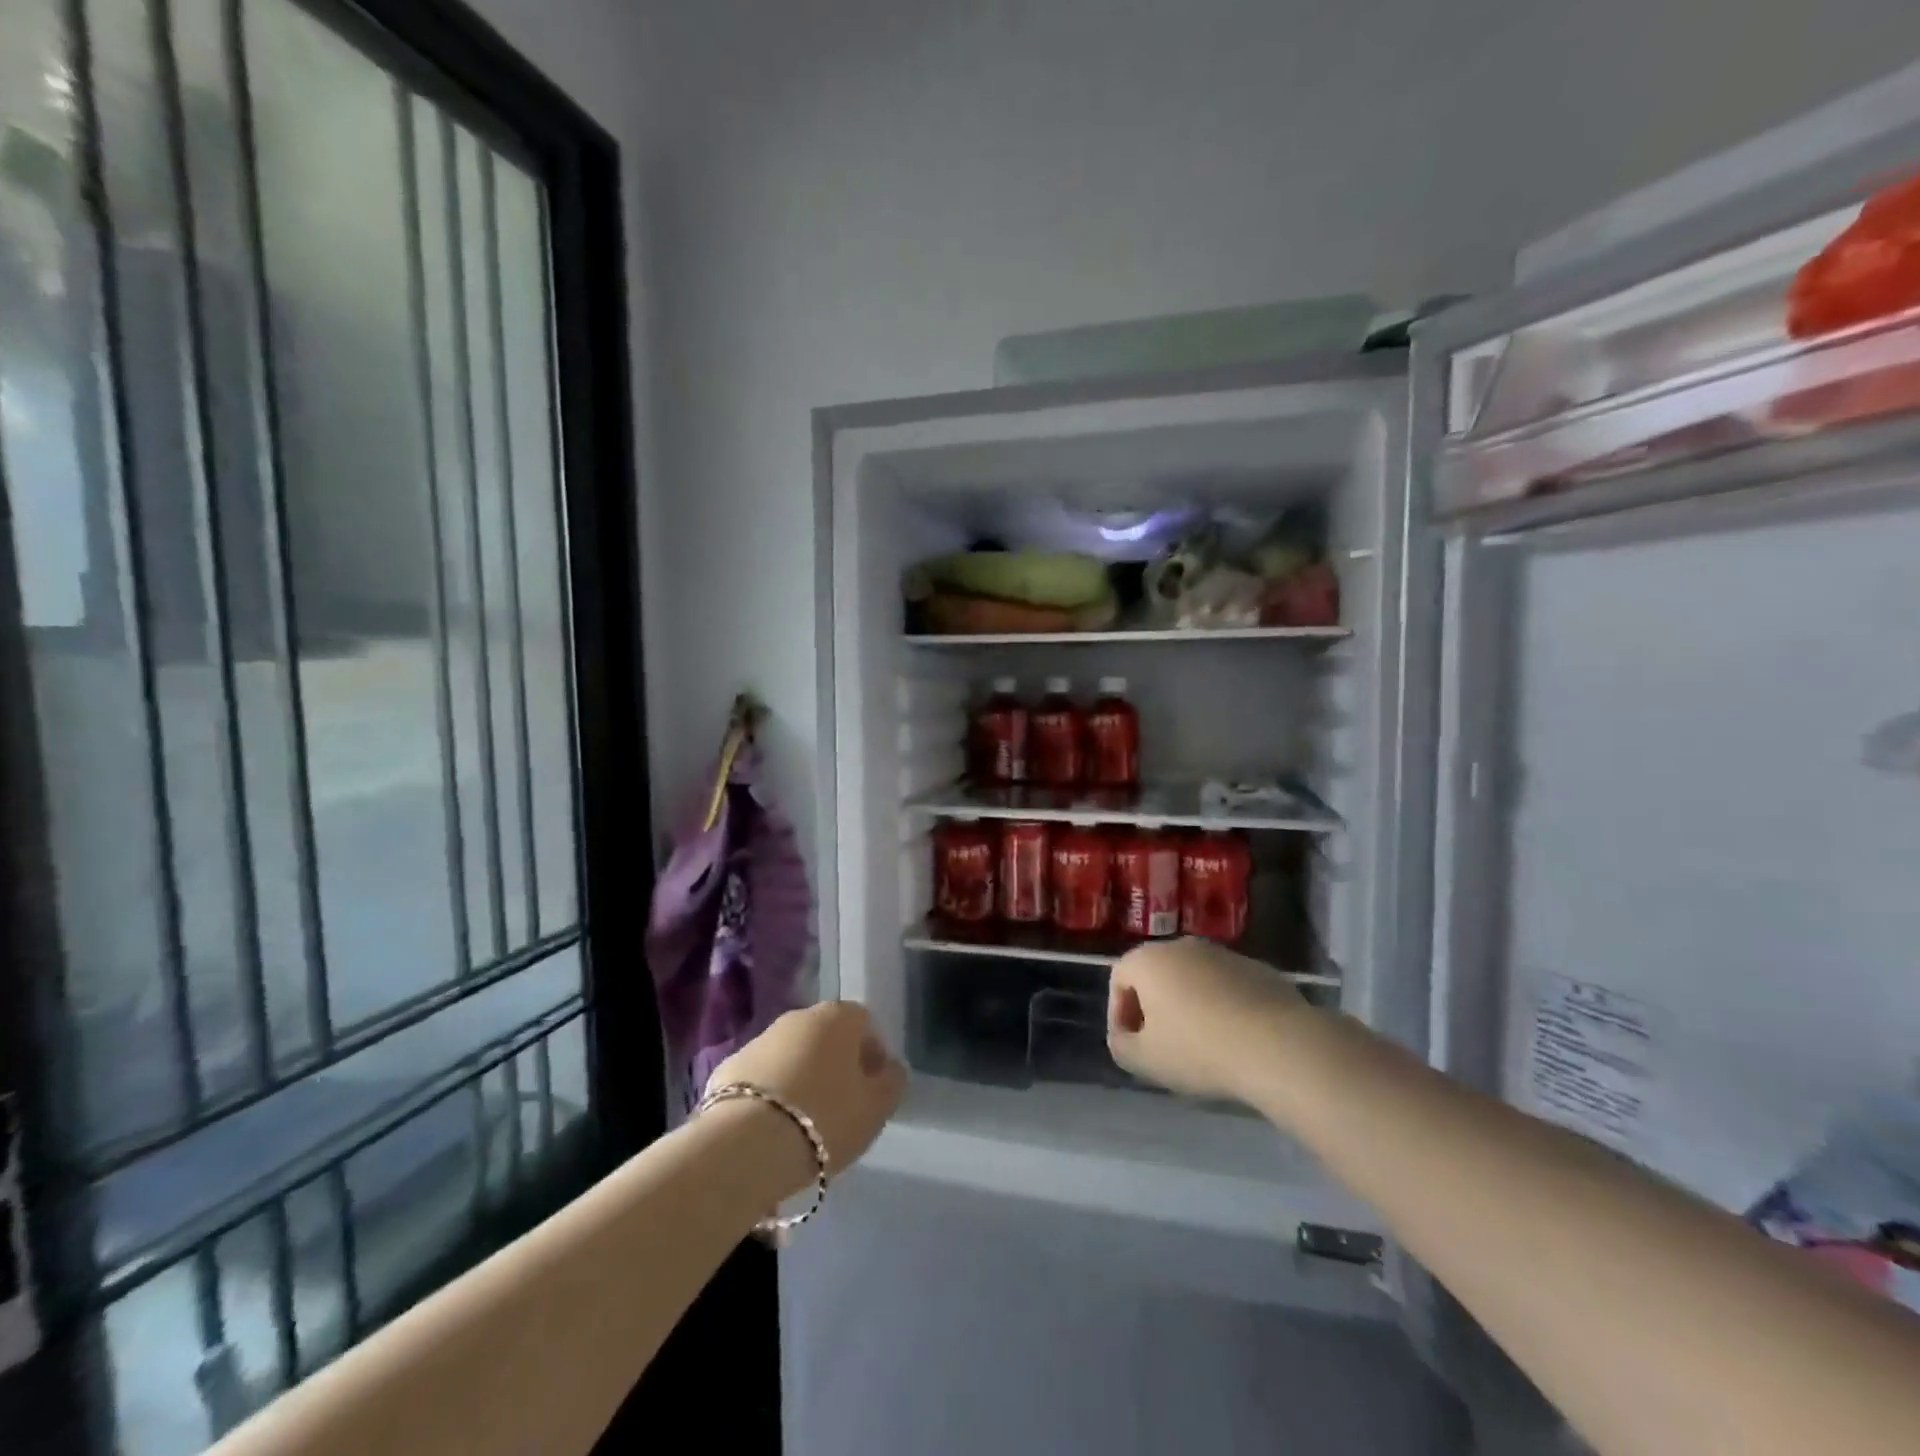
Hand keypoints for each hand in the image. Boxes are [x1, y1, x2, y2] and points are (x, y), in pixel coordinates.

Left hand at [706, 1002, 907, 1178]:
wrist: (745, 1146)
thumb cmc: (826, 1118)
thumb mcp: (876, 1107)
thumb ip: (892, 1081)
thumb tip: (889, 1068)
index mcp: (837, 1017)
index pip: (865, 1024)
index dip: (872, 1055)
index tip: (871, 1090)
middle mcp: (798, 1017)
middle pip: (826, 1038)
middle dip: (834, 1066)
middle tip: (839, 1108)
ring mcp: (759, 1040)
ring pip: (791, 1057)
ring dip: (800, 1080)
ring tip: (803, 1126)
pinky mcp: (728, 1069)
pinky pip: (761, 1080)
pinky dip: (769, 1097)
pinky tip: (771, 1131)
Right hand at [1107, 938, 1309, 1104]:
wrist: (1279, 1046)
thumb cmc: (1199, 1050)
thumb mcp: (1145, 1060)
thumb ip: (1121, 1045)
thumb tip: (1124, 1037)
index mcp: (1149, 960)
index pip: (1119, 978)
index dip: (1118, 1013)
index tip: (1131, 1045)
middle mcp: (1182, 946)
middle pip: (1156, 974)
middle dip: (1153, 1007)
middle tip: (1162, 1044)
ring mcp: (1223, 954)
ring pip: (1192, 978)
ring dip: (1188, 1005)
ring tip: (1201, 1044)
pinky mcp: (1258, 969)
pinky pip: (1226, 986)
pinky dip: (1222, 1006)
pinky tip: (1234, 1038)